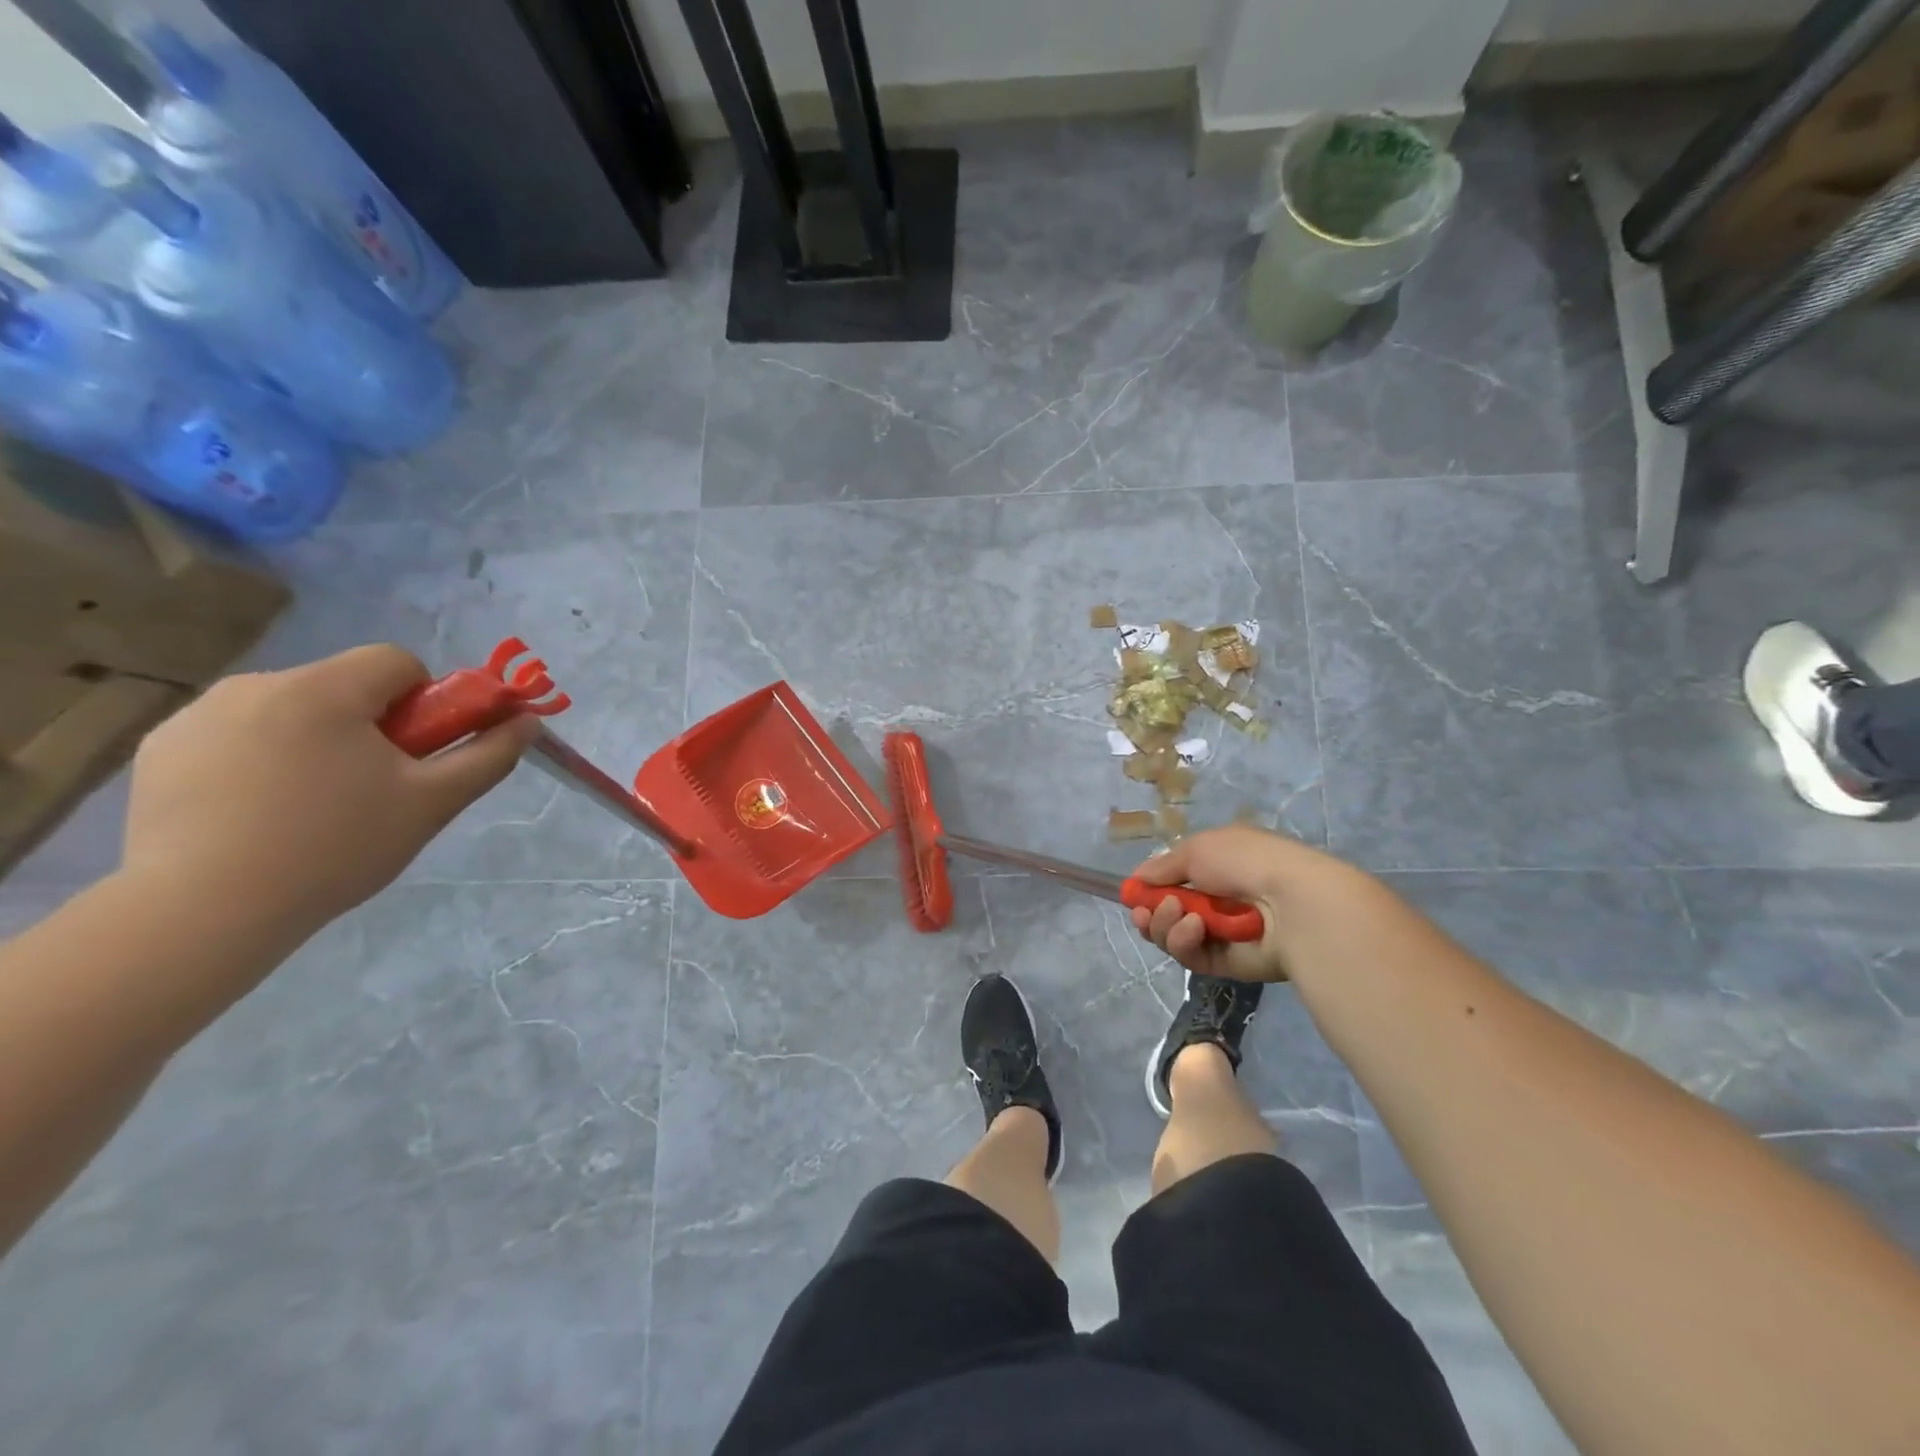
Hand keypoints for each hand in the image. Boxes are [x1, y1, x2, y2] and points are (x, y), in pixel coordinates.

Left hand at [123, 645, 538, 943]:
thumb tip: (527, 720)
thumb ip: (489, 755)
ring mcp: (199, 715)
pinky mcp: (162, 748)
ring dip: (316, 739)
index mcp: (324, 689)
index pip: (396, 662)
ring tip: (311, 807)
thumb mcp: (433, 803)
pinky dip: (261, 759)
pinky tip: (258, 812)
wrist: (202, 912)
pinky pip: (238, 733)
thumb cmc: (335, 848)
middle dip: (370, 725)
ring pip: (292, 709)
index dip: (423, 702)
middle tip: (372, 788)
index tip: (416, 753)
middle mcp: (257, 684)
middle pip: (344, 686)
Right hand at [1128, 825, 1357, 982]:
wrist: (1292, 902)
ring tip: (1179, 915)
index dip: (1149, 890)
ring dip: (1166, 925)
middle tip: (1146, 913)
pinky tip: (1194, 929)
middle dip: (1151, 913)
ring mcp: (1221, 934)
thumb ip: (1162, 867)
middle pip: (1167, 915)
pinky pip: (1191, 956)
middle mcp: (1217, 901)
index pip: (1173, 883)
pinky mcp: (1226, 964)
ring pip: (1174, 937)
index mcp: (1216, 868)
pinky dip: (1184, 942)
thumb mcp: (1196, 849)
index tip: (1133, 894)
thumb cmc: (1244, 862)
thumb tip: (1137, 879)